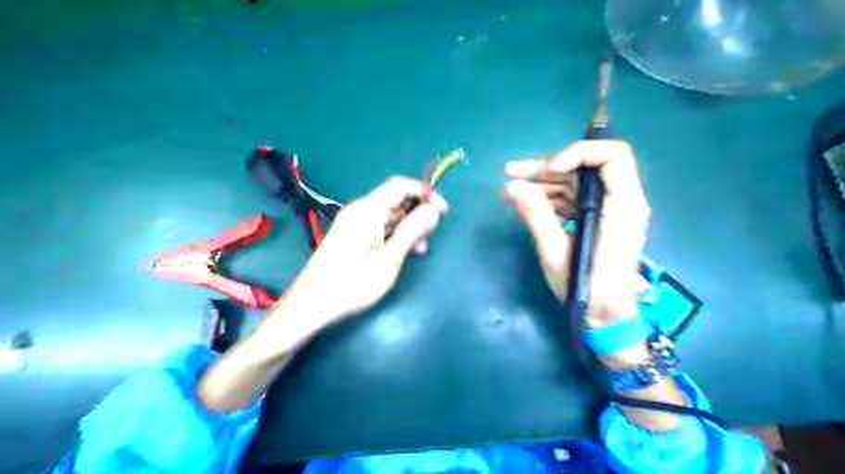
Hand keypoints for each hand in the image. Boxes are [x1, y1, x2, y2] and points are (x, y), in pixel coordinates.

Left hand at [278, 176, 447, 324]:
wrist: (311, 304)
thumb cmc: (352, 283)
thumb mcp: (389, 259)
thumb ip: (411, 231)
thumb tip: (433, 210)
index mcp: (368, 209)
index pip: (400, 185)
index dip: (425, 193)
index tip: (443, 212)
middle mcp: (360, 210)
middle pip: (395, 199)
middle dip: (417, 213)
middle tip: (429, 238)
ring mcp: (354, 223)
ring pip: (389, 215)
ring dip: (408, 227)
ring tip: (419, 250)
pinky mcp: (351, 236)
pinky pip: (379, 226)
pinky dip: (394, 235)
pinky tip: (402, 252)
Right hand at [504, 140, 648, 327]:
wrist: (606, 318)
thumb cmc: (586, 289)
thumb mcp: (556, 252)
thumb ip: (536, 215)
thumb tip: (511, 187)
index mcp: (623, 206)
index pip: (612, 156)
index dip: (577, 154)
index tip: (547, 170)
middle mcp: (622, 201)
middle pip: (587, 167)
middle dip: (547, 167)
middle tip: (512, 172)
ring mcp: (610, 209)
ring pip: (577, 181)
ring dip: (543, 183)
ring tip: (510, 190)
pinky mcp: (599, 219)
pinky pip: (575, 198)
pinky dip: (550, 198)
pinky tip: (525, 202)